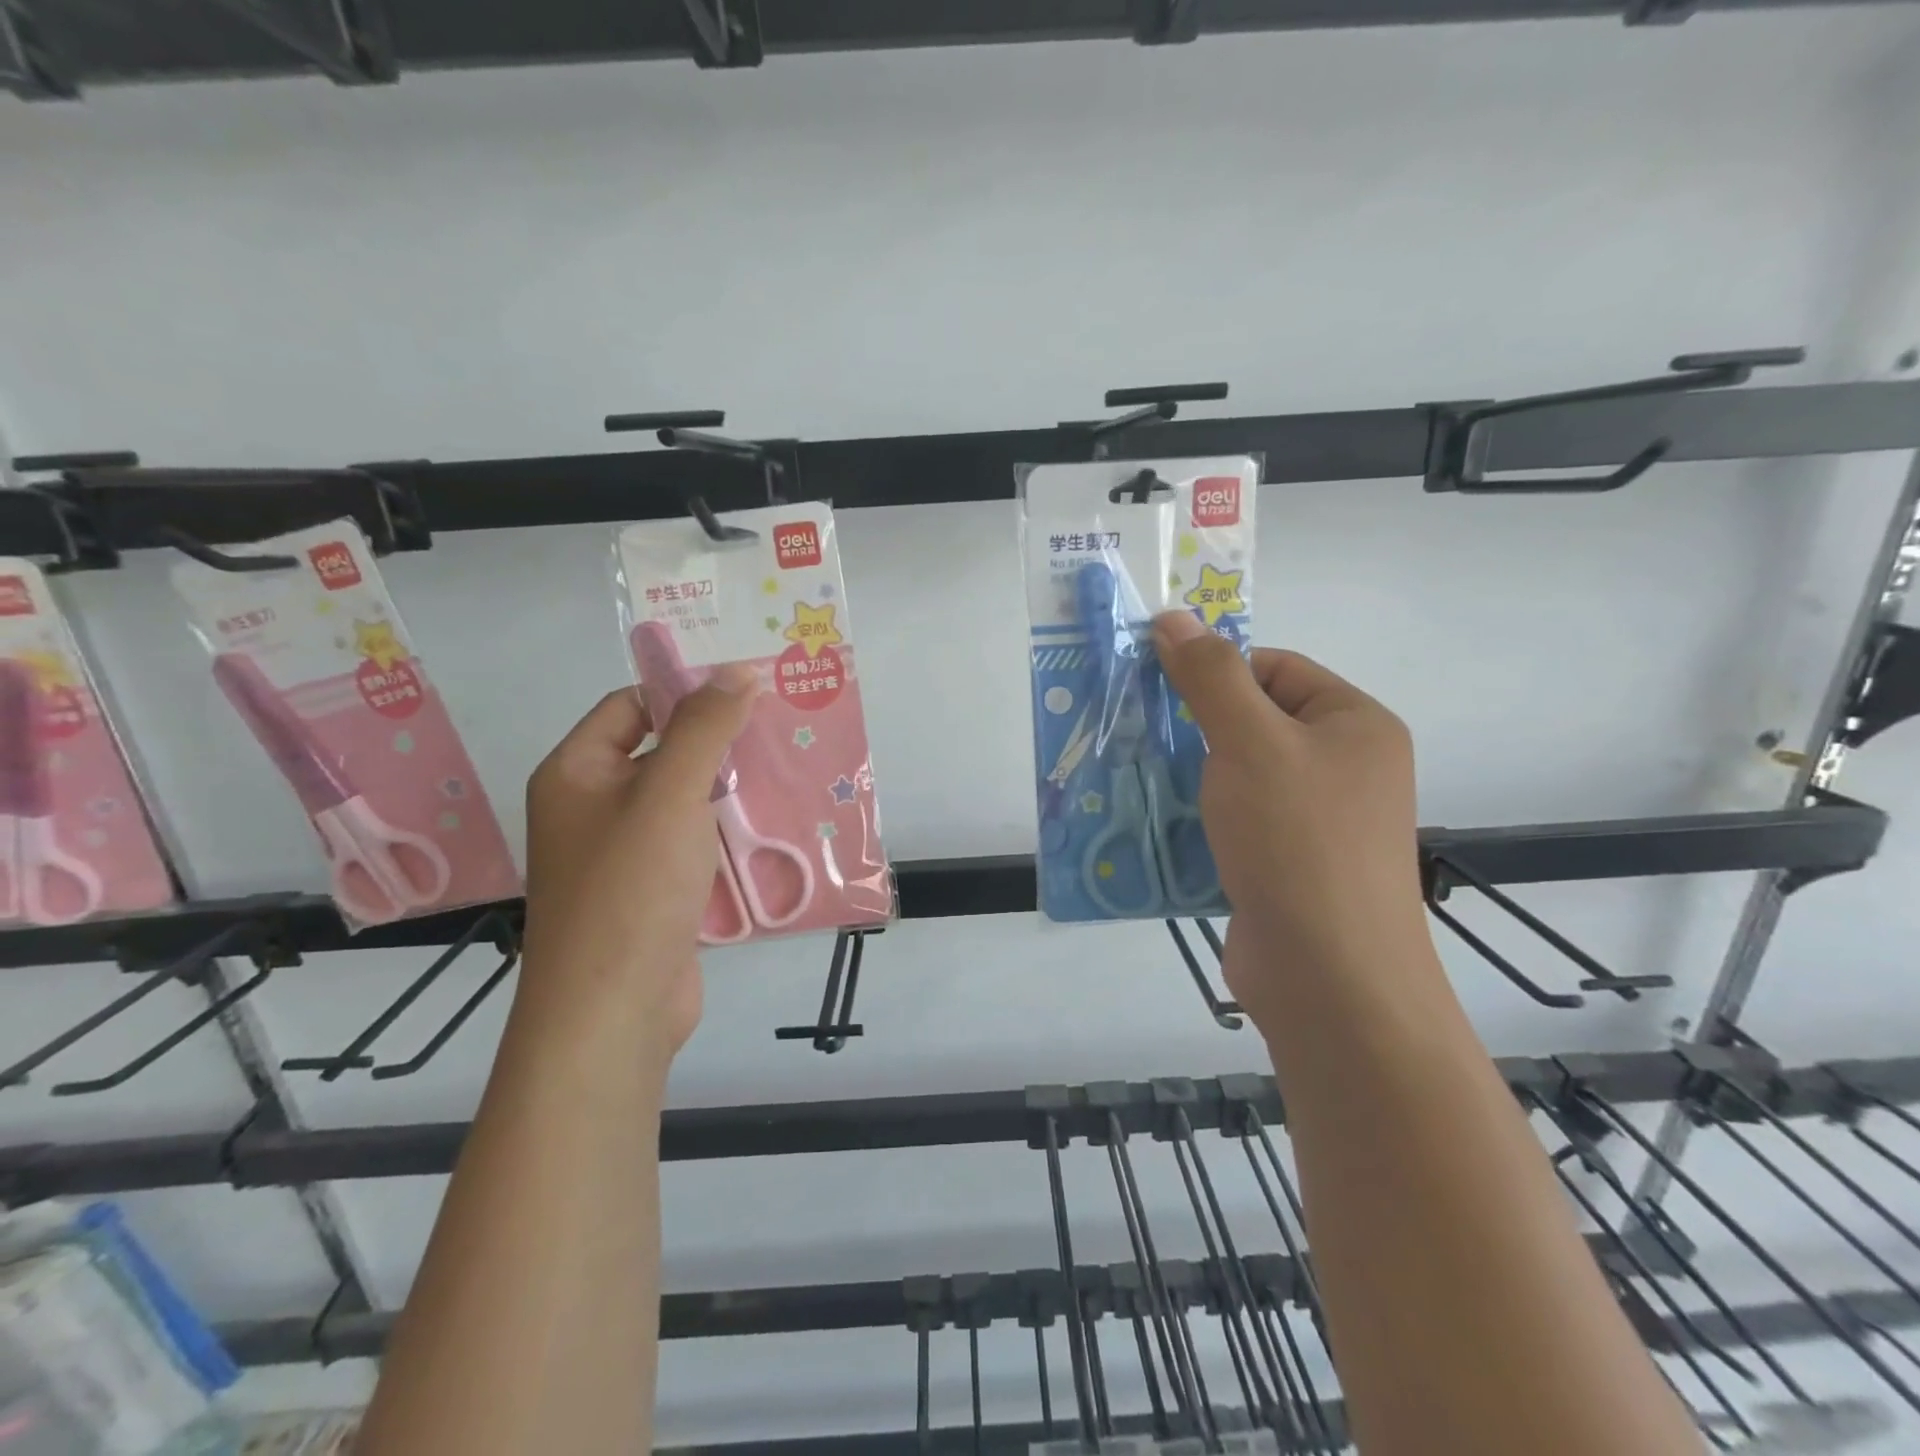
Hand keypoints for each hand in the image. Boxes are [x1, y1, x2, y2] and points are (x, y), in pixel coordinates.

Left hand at [520, 667, 756, 1057]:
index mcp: (575, 773)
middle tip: (778, 725)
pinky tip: (772, 825)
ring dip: (726, 787)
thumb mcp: (669, 793)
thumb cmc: (631, 888)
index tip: (746, 688)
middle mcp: (592, 807)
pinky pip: (691, 842)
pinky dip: (725, 831)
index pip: (631, 706)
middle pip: (660, 752)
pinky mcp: (652, 891)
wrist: (613, 1010)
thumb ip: (704, 728)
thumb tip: (737, 670)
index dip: (684, 691)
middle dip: (716, 741)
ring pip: (681, 801)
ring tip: (786, 767)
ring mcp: (622, 853)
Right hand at [1152, 612, 1429, 1028]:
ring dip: (1188, 776)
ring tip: (1133, 777)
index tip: (1157, 687)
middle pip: (1254, 722)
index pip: (1276, 668)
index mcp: (1354, 725)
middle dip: (1193, 727)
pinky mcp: (1288, 867)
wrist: (1329, 978)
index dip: (1216, 670)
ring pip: (1238, 777)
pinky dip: (1197, 820)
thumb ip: (1210, 677)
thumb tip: (1174, 618)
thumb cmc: (1297, 841)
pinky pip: (1235, 824)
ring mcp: (1317, 823)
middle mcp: (1344, 769)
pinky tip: (1155, 826)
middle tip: (1136, 733)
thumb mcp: (1250, 742)